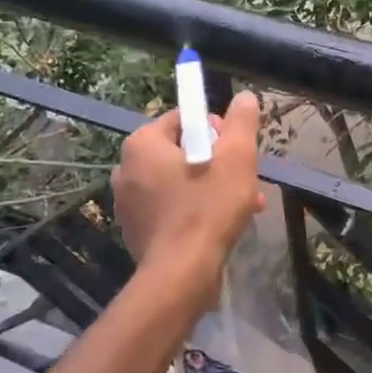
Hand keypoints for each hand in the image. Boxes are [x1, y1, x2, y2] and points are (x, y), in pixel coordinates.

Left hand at [113, 91, 265, 288]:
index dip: (216, 129)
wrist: (181, 275)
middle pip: (182, 151)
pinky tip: (220, 225)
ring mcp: (127, 203)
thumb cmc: (208, 208)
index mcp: (143, 144)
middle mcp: (126, 169)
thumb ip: (242, 122)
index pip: (183, 118)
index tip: (236, 150)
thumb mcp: (236, 157)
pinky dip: (194, 210)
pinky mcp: (135, 230)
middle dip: (217, 162)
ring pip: (179, 181)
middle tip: (244, 179)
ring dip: (211, 187)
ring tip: (244, 205)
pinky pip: (170, 208)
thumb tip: (245, 97)